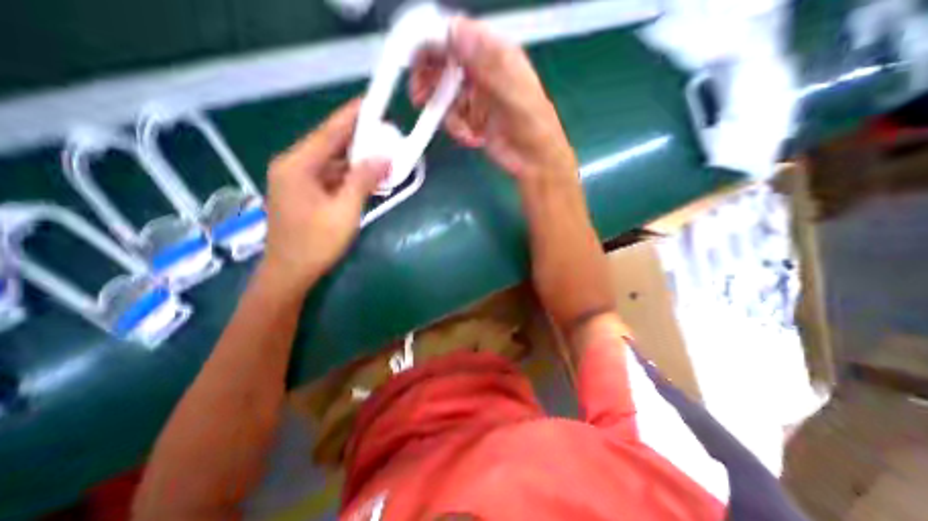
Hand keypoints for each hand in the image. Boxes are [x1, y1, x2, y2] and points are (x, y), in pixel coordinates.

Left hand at [261, 100, 388, 289]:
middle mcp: (293, 166)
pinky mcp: (304, 194)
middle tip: (385, 133)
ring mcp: (297, 181)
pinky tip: (368, 178)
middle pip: (330, 146)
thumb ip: (363, 180)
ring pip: (332, 163)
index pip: (329, 132)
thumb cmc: (316, 243)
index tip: (371, 103)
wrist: (290, 273)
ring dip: (357, 161)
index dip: (351, 116)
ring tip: (382, 155)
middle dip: (359, 140)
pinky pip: (331, 177)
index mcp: (297, 165)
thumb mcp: (345, 210)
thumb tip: (384, 157)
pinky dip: (350, 177)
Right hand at [411, 16, 577, 179]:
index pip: (460, 37)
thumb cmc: (532, 125)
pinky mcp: (473, 119)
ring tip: (461, 130)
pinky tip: (472, 138)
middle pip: (447, 65)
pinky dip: (458, 130)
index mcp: (497, 56)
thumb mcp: (512, 92)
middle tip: (419, 94)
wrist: (534, 161)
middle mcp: (484, 73)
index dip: (436, 42)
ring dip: (447, 114)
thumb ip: (486, 64)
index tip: (416, 56)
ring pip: (446, 95)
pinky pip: (453, 119)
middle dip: (431, 80)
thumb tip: (456, 31)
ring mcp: (477, 97)